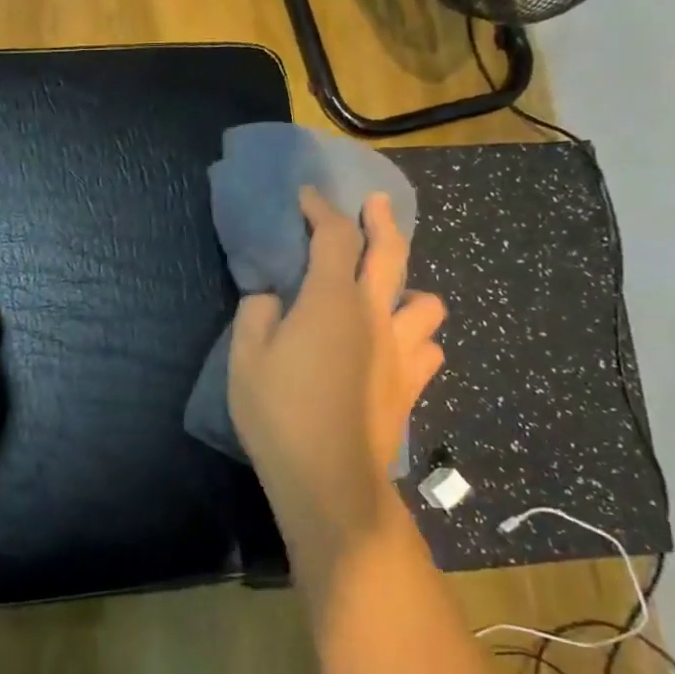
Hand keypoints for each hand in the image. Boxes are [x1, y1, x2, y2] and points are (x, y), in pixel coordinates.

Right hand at [228, 188, 445, 560]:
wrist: (330, 477)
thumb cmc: (279, 413)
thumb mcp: (245, 358)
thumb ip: (256, 314)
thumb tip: (271, 296)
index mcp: (331, 300)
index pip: (333, 237)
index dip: (321, 210)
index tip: (308, 196)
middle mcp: (375, 314)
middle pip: (391, 253)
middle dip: (381, 220)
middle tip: (375, 203)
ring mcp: (401, 350)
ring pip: (427, 302)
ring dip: (409, 288)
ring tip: (390, 294)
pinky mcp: (412, 384)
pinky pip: (429, 348)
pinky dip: (417, 338)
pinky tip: (398, 346)